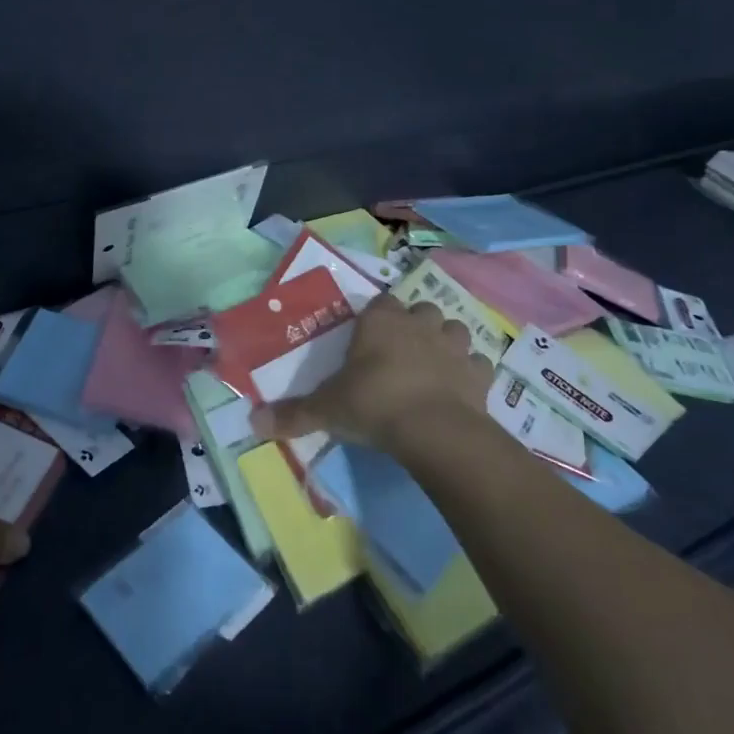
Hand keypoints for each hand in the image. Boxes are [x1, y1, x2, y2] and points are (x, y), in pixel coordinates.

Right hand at [251, 293, 495, 454]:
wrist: (433, 430)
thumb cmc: (373, 405)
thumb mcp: (326, 410)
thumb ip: (292, 414)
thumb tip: (253, 423)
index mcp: (380, 321)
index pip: (381, 302)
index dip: (377, 318)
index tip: (370, 338)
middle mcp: (419, 324)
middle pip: (421, 310)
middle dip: (415, 324)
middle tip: (402, 352)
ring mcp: (453, 346)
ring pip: (455, 329)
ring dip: (446, 342)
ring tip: (434, 364)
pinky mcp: (479, 373)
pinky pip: (479, 364)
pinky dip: (471, 372)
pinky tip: (461, 388)